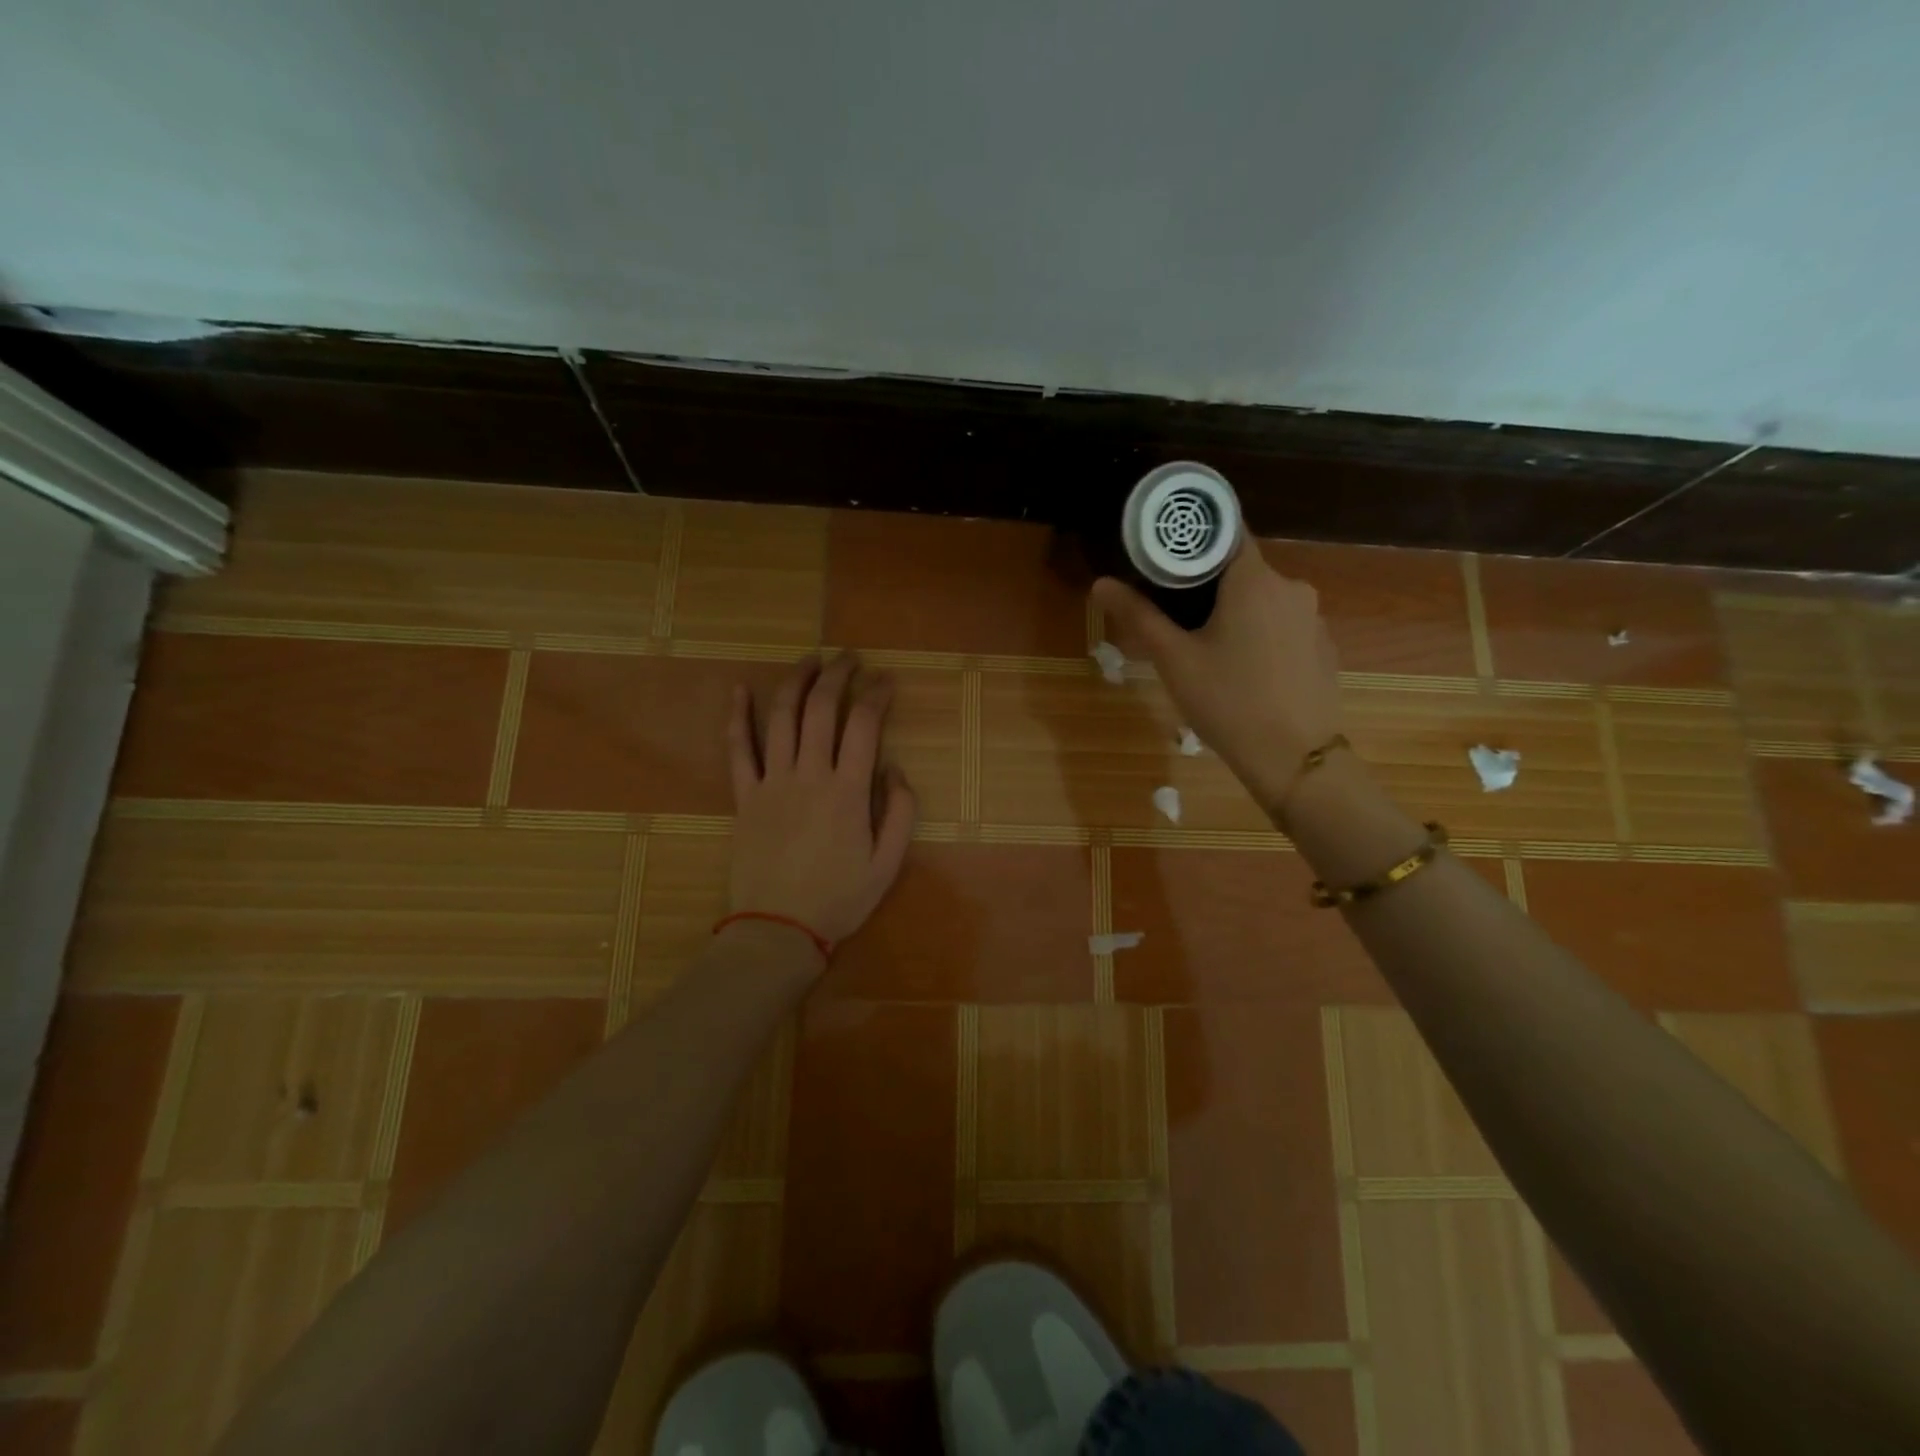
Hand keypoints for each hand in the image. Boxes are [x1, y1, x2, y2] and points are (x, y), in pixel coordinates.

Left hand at [726, 654, 916, 951]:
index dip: (877, 694)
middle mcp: (809, 775)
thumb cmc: (839, 899)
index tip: (886, 679)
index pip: (864, 724)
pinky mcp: (745, 796)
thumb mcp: (888, 864)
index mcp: (848, 791)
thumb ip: (901, 812)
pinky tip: (738, 690)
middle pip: (822, 709)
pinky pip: (738, 749)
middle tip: (850, 658)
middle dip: (838, 675)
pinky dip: (737, 717)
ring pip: (781, 717)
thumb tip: (895, 769)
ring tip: (810, 660)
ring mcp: (772, 782)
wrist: (778, 928)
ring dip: (796, 681)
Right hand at [1092, 547, 1343, 822]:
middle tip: (1174, 611)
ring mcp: (1313, 618)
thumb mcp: (1174, 659)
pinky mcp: (1323, 647)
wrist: (1295, 759)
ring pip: (1263, 599)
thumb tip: (1101, 583)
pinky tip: (1243, 668)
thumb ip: (1138, 615)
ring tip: (1206, 645)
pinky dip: (1260, 633)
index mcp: (1255, 580)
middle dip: (1209, 583)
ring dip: (1235, 611)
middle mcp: (1292, 587)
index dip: (1195, 537)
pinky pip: (1283, 625)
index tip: (1167, 552)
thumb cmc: (1227, 701)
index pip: (1226, 531)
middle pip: (1242, 569)